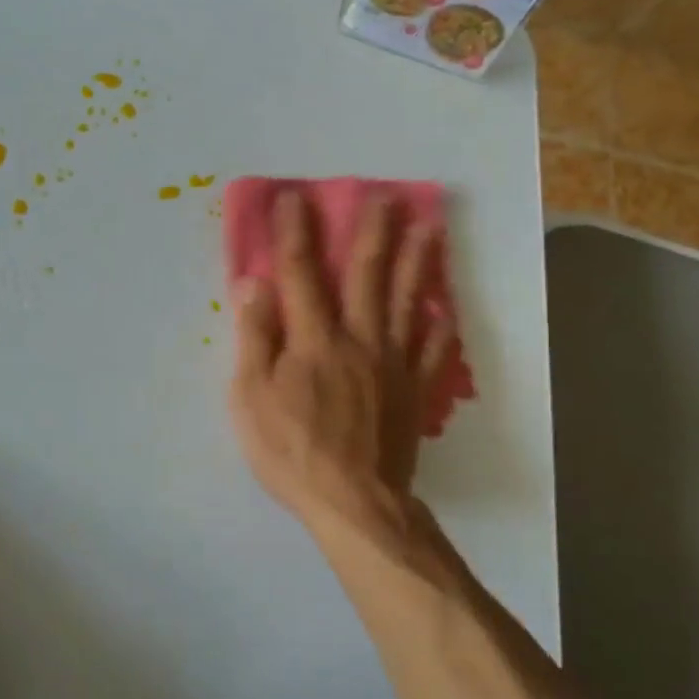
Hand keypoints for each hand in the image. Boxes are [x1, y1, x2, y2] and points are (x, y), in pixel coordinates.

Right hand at [228, 189, 455, 539]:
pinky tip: (446, 309)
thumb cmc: (293, 452)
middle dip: (372, 232)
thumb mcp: (252, 399)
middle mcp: (358, 339)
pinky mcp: (413, 391)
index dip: (295, 233)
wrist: (354, 502)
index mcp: (314, 339)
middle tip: (385, 195)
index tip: (295, 197)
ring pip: (406, 301)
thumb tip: (254, 284)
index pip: (301, 274)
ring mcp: (392, 363)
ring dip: (416, 262)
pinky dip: (440, 328)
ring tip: (429, 228)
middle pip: (366, 275)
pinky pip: (431, 351)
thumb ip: (255, 338)